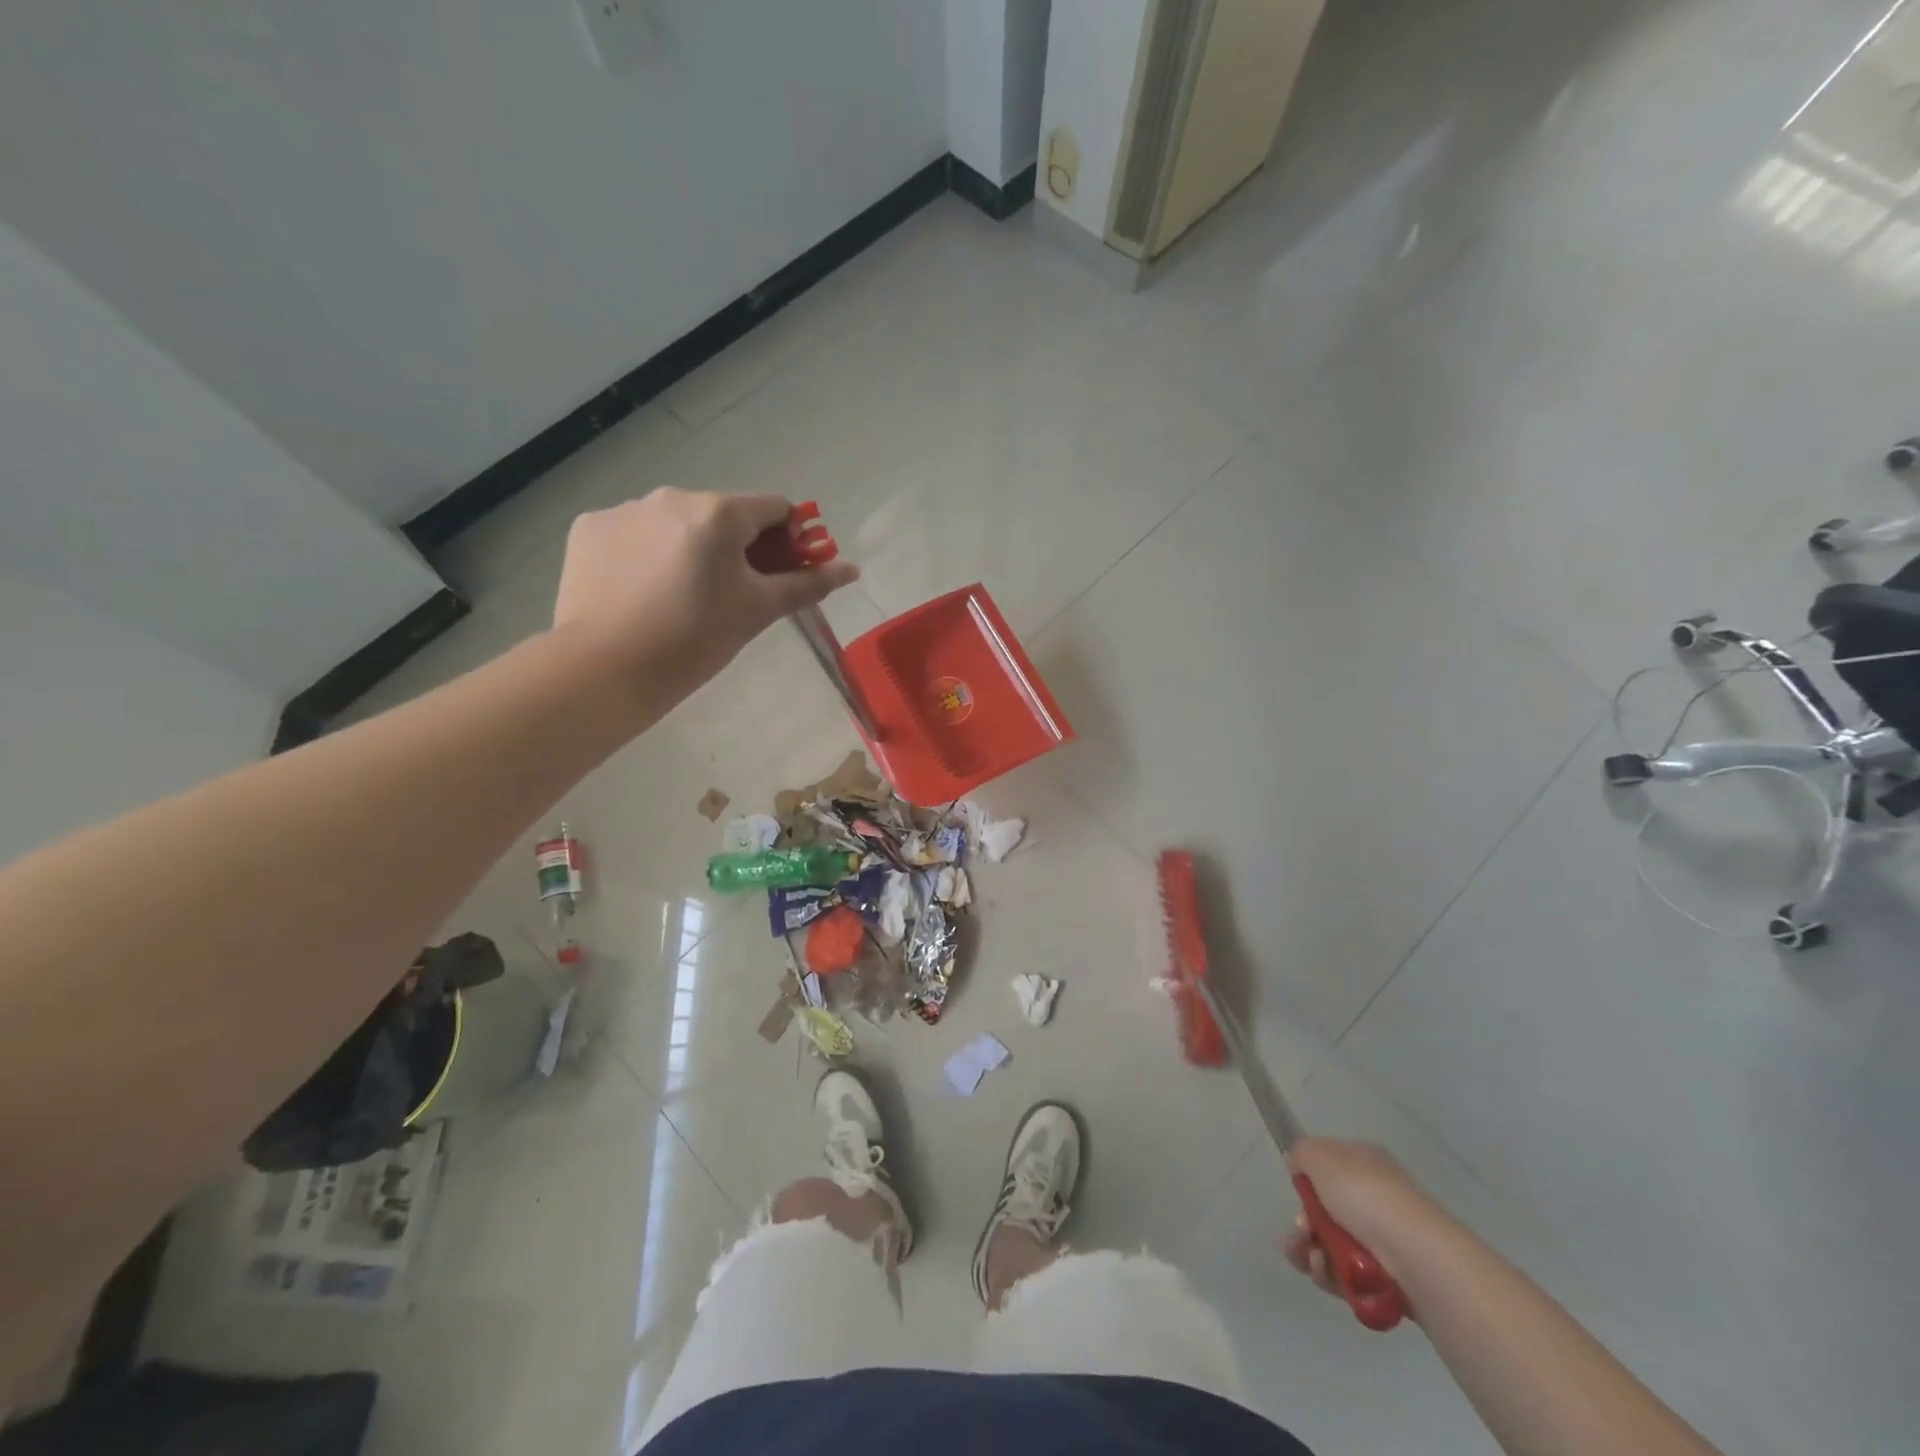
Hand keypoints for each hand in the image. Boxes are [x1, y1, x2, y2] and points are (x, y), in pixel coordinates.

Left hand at [553, 489, 858, 689]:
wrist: (606, 669)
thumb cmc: (695, 639)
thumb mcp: (758, 611)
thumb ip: (806, 584)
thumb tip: (852, 569)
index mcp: (719, 513)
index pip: (775, 509)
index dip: (789, 540)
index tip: (782, 575)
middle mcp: (671, 496)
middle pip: (724, 515)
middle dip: (737, 547)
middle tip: (732, 595)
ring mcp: (625, 509)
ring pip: (677, 523)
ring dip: (691, 548)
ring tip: (680, 598)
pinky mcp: (589, 529)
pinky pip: (634, 533)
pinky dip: (646, 554)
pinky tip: (642, 592)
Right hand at [1282, 1137, 1456, 1307]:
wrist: (1418, 1257)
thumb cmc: (1366, 1198)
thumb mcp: (1320, 1157)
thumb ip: (1301, 1154)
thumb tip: (1297, 1164)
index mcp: (1364, 1162)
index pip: (1327, 1166)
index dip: (1307, 1181)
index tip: (1296, 1194)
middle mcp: (1376, 1196)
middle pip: (1327, 1211)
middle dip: (1304, 1226)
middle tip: (1299, 1237)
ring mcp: (1386, 1238)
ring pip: (1334, 1245)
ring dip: (1314, 1254)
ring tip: (1315, 1263)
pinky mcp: (1391, 1277)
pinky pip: (1350, 1275)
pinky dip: (1334, 1277)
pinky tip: (1330, 1277)